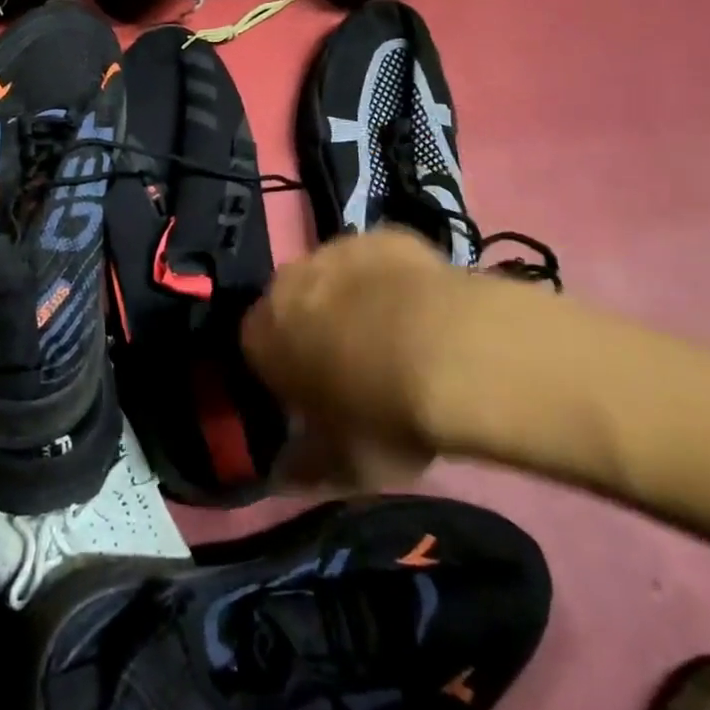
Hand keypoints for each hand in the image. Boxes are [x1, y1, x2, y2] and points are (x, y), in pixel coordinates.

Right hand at [241, 227, 562, 488]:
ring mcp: (337, 249)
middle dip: (314, 329)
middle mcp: (288, 282)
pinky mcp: (384, 235)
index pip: (256, 350)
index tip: (314, 399)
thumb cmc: (382, 415)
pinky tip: (423, 309)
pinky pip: (378, 260)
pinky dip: (391, 280)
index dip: (284, 374)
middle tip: (356, 369)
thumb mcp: (342, 465)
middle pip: (293, 306)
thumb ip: (303, 467)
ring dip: (353, 301)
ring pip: (334, 277)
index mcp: (262, 334)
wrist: (453, 351)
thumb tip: (282, 475)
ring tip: (397, 339)